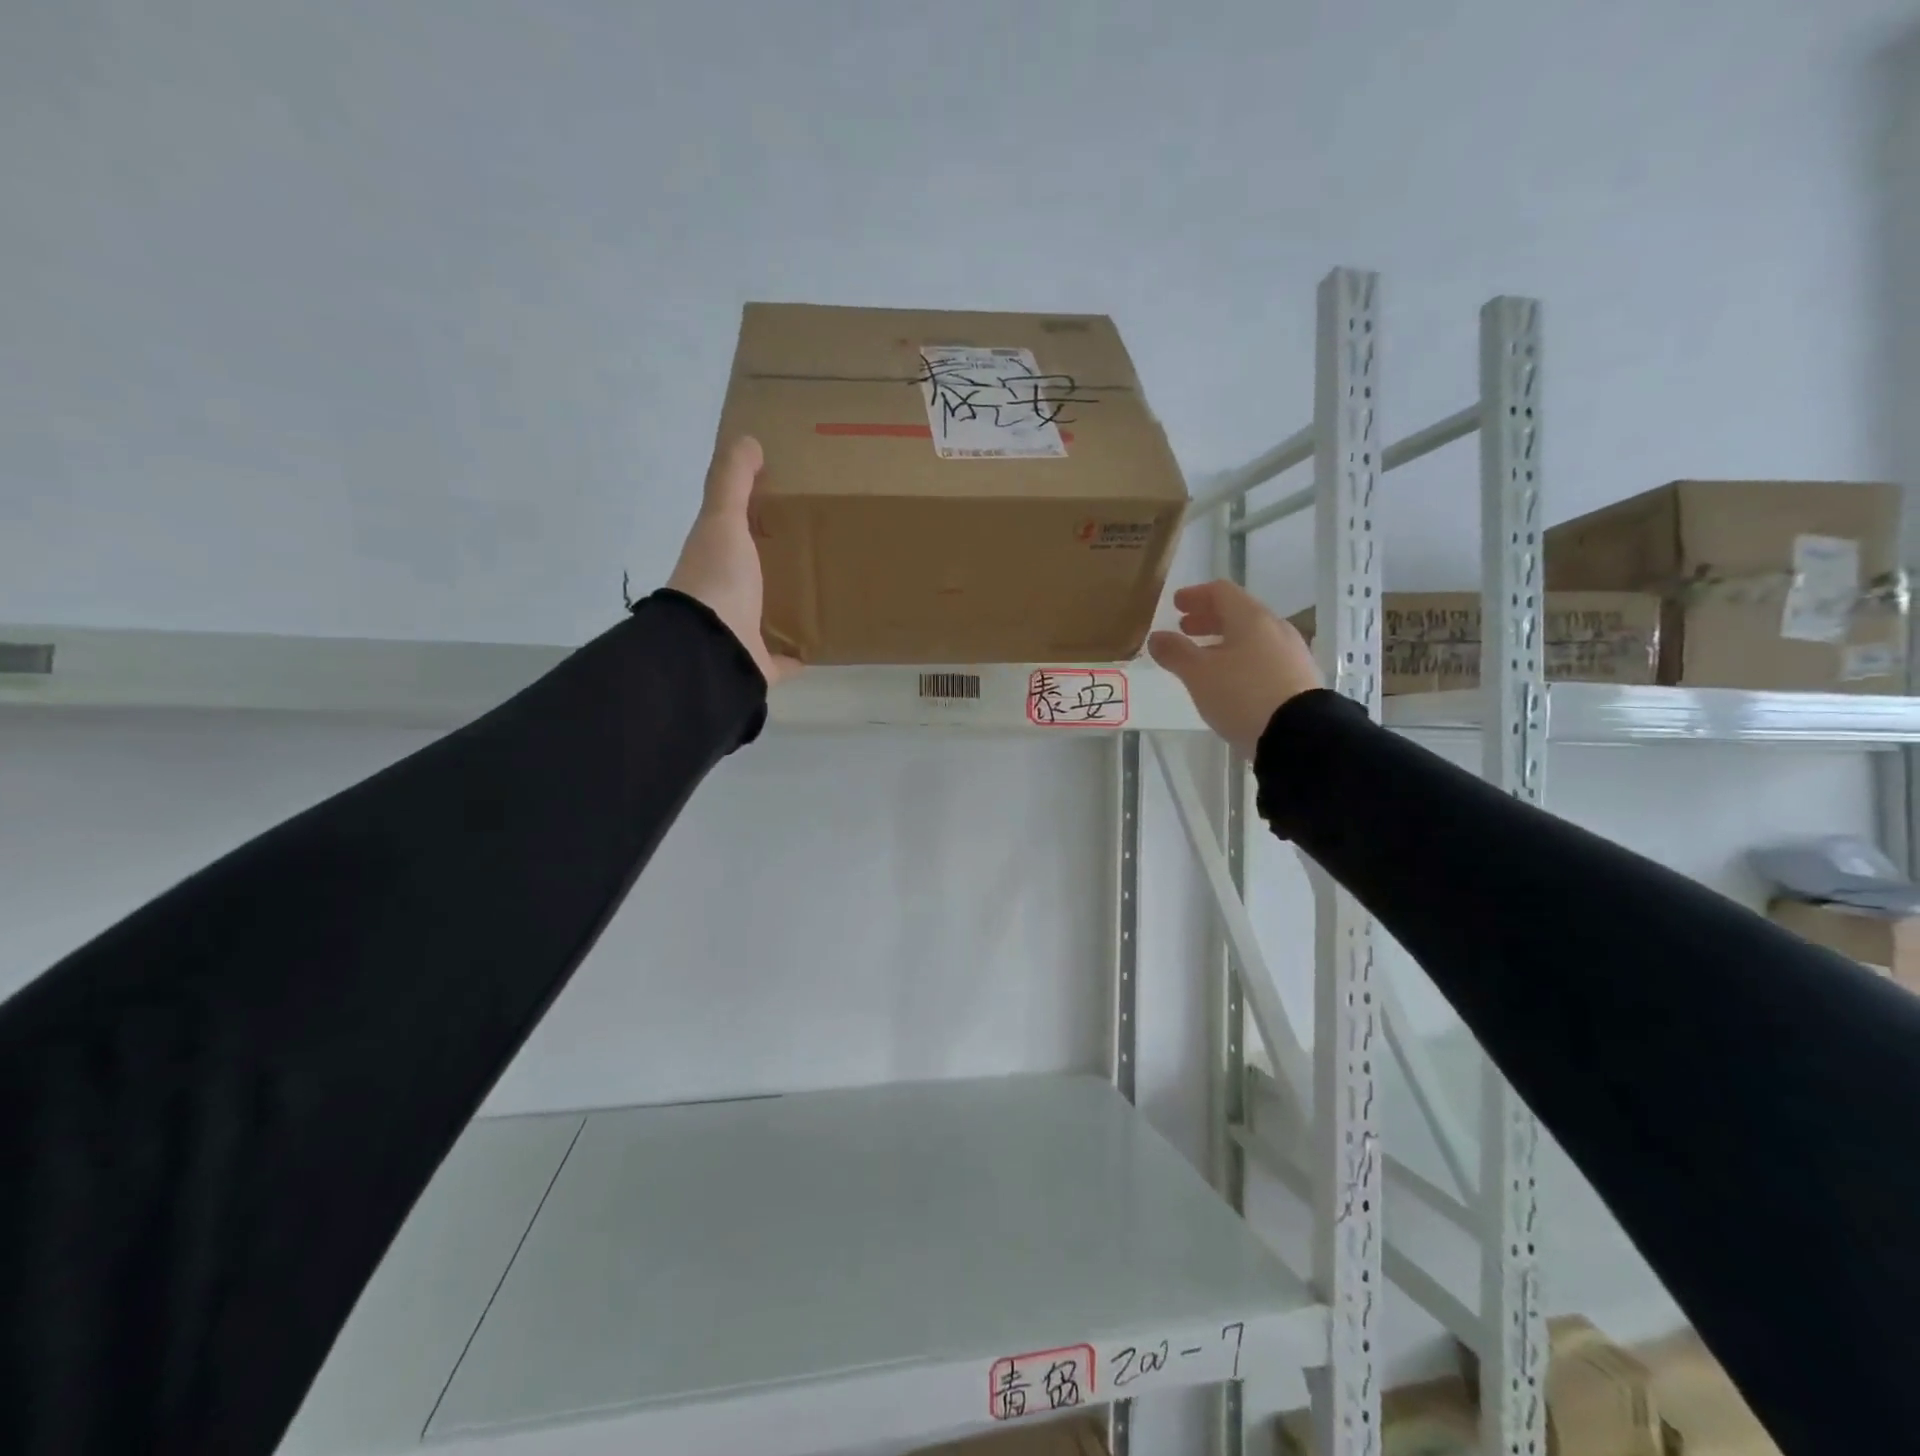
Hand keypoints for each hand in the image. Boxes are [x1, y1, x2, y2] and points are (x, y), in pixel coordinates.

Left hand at [667, 436, 801, 686]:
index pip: (733, 534)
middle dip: (777, 564)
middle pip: (754, 575)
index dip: (754, 519)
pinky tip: (824, 643)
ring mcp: (740, 633)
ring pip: (768, 615)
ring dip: (789, 606)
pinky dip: (799, 652)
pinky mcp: (760, 665)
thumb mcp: (722, 519)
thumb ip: (732, 480)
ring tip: (828, 591)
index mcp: (713, 560)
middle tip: (820, 549)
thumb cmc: (718, 578)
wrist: (712, 649)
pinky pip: (784, 658)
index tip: (789, 507)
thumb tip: (747, 439)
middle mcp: (723, 596)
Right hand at [1147, 580, 1320, 755]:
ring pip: (1252, 637)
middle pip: (1238, 613)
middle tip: (1185, 629)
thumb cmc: (1243, 695)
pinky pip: (1264, 658)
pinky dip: (1241, 659)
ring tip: (1203, 659)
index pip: (1221, 592)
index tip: (1176, 604)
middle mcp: (1275, 628)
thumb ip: (1175, 653)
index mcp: (1251, 618)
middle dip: (1208, 619)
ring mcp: (1291, 653)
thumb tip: (1156, 638)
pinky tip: (1230, 680)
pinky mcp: (1299, 678)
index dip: (1195, 595)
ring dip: (1224, 641)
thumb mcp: (1199, 675)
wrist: (1299, 734)